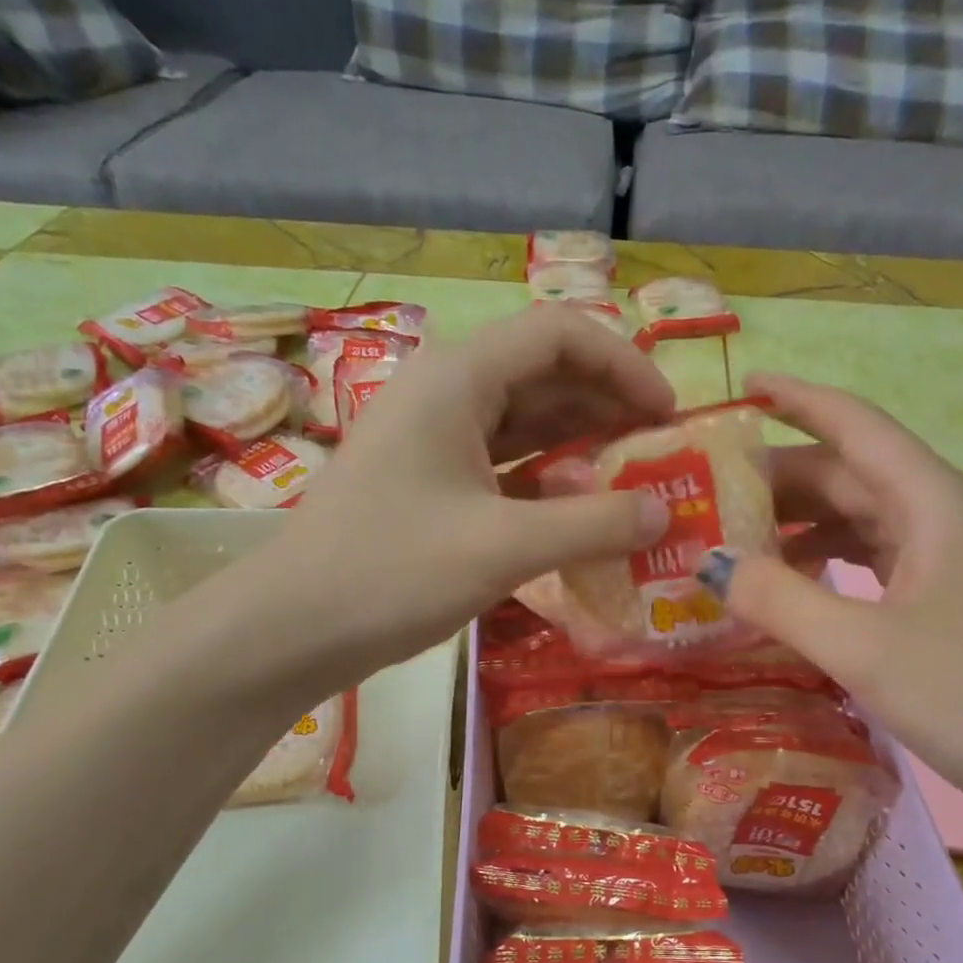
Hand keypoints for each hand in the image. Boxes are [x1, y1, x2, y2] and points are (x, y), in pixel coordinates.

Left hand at [261, 306, 675, 683]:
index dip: (624, 364)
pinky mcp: (429, 483)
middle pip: (544, 374)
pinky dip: (546, 482)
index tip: (668, 416)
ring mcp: (433, 440)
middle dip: (608, 406)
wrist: (294, 628)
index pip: (560, 334)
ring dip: (580, 445)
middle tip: (660, 453)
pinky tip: (579, 513)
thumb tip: (664, 514)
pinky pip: (502, 465)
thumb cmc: (392, 572)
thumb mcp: (503, 547)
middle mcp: (445, 394)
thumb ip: (591, 525)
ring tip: (632, 482)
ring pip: (524, 422)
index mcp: (458, 379)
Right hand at [709, 375, 962, 823]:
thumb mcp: (865, 648)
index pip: (855, 426)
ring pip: (858, 519)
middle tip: (707, 494)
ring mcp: (947, 560)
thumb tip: (711, 566)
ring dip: (797, 524)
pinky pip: (871, 560)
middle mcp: (942, 517)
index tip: (740, 388)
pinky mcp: (945, 600)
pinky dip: (823, 563)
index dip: (796, 400)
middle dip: (779, 478)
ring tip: (733, 541)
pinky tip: (788, 587)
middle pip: (849, 474)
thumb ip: (781, 601)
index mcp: (933, 504)